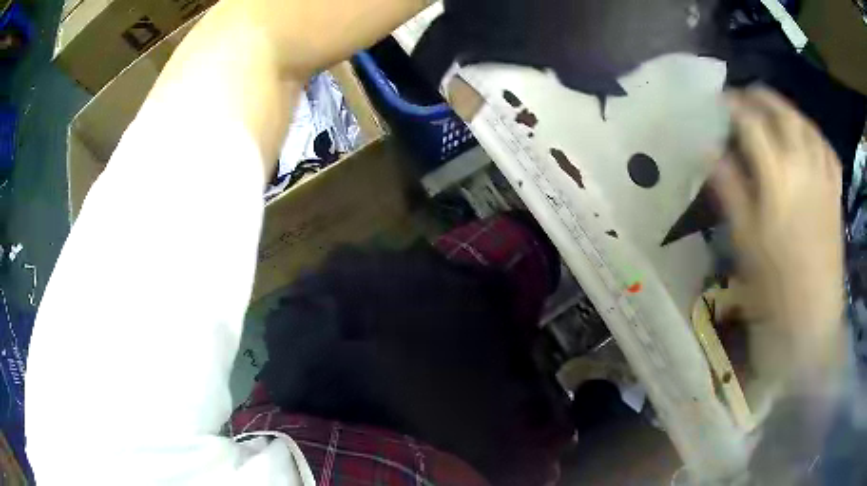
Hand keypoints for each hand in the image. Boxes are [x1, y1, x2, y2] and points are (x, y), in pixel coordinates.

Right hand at [713, 87, 845, 378]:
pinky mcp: (835, 191)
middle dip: (761, 97)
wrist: (813, 316)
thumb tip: (709, 151)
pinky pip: (827, 149)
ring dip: (787, 109)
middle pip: (782, 113)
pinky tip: (807, 136)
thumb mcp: (745, 239)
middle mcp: (803, 165)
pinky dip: (814, 134)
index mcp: (777, 177)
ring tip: (775, 110)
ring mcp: (823, 176)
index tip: (719, 99)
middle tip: (745, 95)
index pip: (751, 123)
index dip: (733, 105)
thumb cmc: (775, 284)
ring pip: (806, 124)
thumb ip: (729, 188)